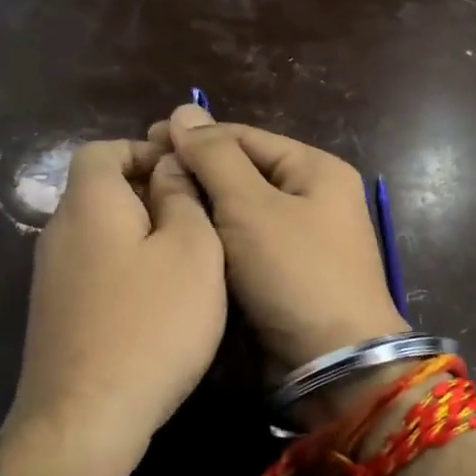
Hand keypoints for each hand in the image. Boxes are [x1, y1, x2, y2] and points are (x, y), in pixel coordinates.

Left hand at [0, 140, 226, 475]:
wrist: (86, 417)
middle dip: (147, 193)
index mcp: (88, 202)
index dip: (144, 151)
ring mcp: (50, 276)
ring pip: (98, 233)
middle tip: (197, 219)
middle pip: (99, 191)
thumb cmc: (151, 323)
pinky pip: (93, 269)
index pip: (103, 149)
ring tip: (184, 261)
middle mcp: (58, 231)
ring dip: (138, 234)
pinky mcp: (55, 314)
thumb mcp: (191, 251)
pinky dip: (123, 269)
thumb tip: (169, 167)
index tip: (186, 174)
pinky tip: (155, 302)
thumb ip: (182, 198)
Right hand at [155, 105, 408, 387]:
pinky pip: (243, 246)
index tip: (145, 143)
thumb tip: (183, 111)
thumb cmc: (294, 274)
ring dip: (201, 210)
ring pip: (239, 212)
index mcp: (315, 169)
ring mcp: (301, 239)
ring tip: (151, 210)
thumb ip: (214, 157)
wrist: (333, 364)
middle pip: (242, 173)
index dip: (195, 138)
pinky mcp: (286, 275)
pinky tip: (178, 242)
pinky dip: (214, 242)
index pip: (244, 137)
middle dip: (195, 175)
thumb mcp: (251, 207)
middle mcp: (312, 198)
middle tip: (142, 181)